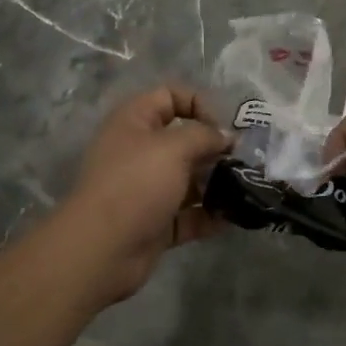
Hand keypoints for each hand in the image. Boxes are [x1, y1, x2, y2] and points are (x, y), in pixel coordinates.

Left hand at [53, 85, 231, 305]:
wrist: (101, 249)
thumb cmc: (136, 183)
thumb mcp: (174, 147)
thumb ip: (205, 136)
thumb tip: (226, 137)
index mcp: (135, 122)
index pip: (170, 97)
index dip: (198, 104)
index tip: (221, 128)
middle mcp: (139, 151)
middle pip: (183, 140)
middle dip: (214, 148)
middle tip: (244, 160)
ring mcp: (146, 189)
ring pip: (188, 179)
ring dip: (216, 183)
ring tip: (244, 188)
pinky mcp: (155, 223)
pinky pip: (188, 214)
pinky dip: (209, 215)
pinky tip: (233, 217)